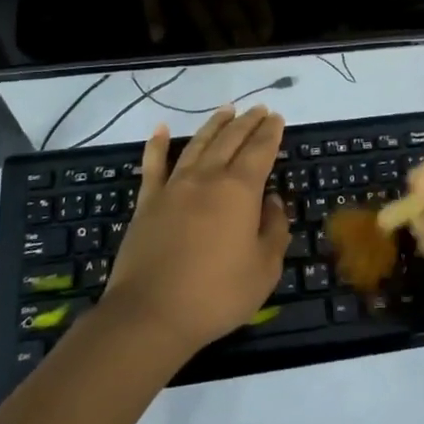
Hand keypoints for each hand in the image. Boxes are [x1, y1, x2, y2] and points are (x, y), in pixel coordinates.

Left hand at [101, 105, 289, 357]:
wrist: (150, 314)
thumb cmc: (216, 295)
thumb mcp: (264, 269)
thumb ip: (274, 229)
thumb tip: (272, 201)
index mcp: (240, 190)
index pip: (260, 150)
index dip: (270, 132)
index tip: (277, 117)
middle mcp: (207, 177)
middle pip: (231, 139)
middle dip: (247, 122)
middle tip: (259, 109)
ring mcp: (174, 187)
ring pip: (198, 144)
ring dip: (214, 125)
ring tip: (226, 110)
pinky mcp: (147, 202)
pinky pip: (153, 165)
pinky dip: (158, 144)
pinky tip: (161, 129)